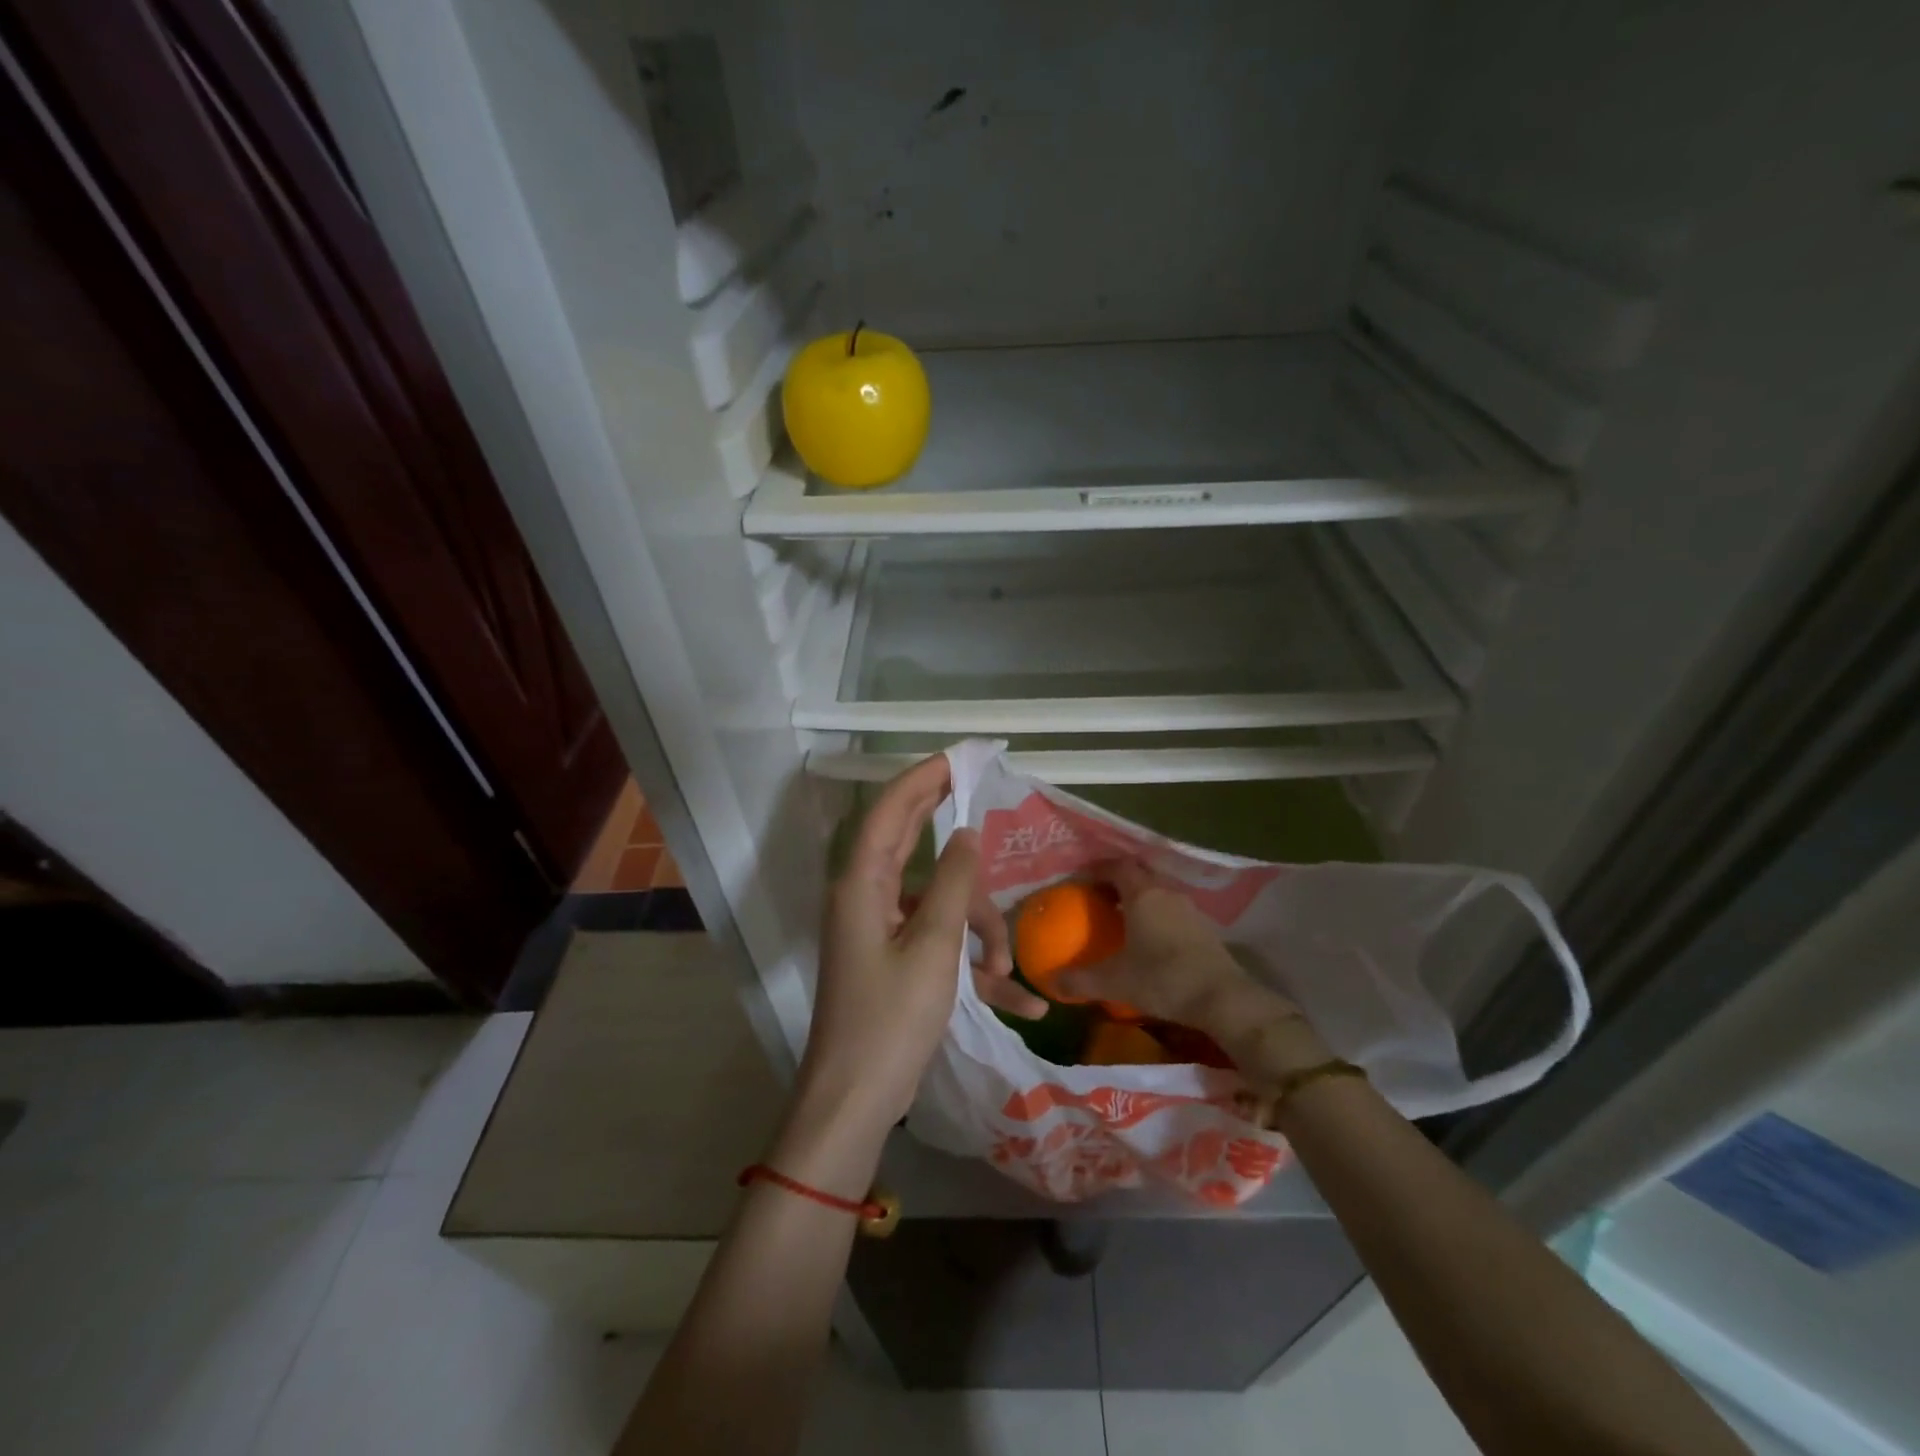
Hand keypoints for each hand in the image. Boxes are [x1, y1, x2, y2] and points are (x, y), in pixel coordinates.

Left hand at [797, 756, 1037, 1146]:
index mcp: (863, 883)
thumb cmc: (890, 1021)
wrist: (853, 1103)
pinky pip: (938, 942)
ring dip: (979, 929)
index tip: (960, 758)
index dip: (923, 778)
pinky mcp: (893, 960)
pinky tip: (1018, 999)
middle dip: (953, 831)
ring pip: (939, 902)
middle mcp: (867, 896)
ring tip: (1009, 972)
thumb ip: (952, 884)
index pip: (891, 809)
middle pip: (911, 841)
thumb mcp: (933, 948)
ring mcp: (879, 930)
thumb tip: (966, 833)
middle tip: (986, 800)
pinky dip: (971, 962)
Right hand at [1054, 859, 1252, 1022]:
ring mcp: (1189, 909)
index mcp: (1142, 894)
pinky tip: (1150, 938)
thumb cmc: (1163, 979)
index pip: (1117, 866)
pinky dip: (1157, 914)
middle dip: (1117, 881)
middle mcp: (1166, 893)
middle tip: (1097, 897)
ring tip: (1121, 917)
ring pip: (1158, 891)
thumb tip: (1051, 982)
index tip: (1080, 880)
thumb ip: (1081, 980)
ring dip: (1139, 898)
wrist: (1223, 998)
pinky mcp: (1204, 927)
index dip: (1098, 868)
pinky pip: (1172, 909)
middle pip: (1138, 874)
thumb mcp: (1115, 982)